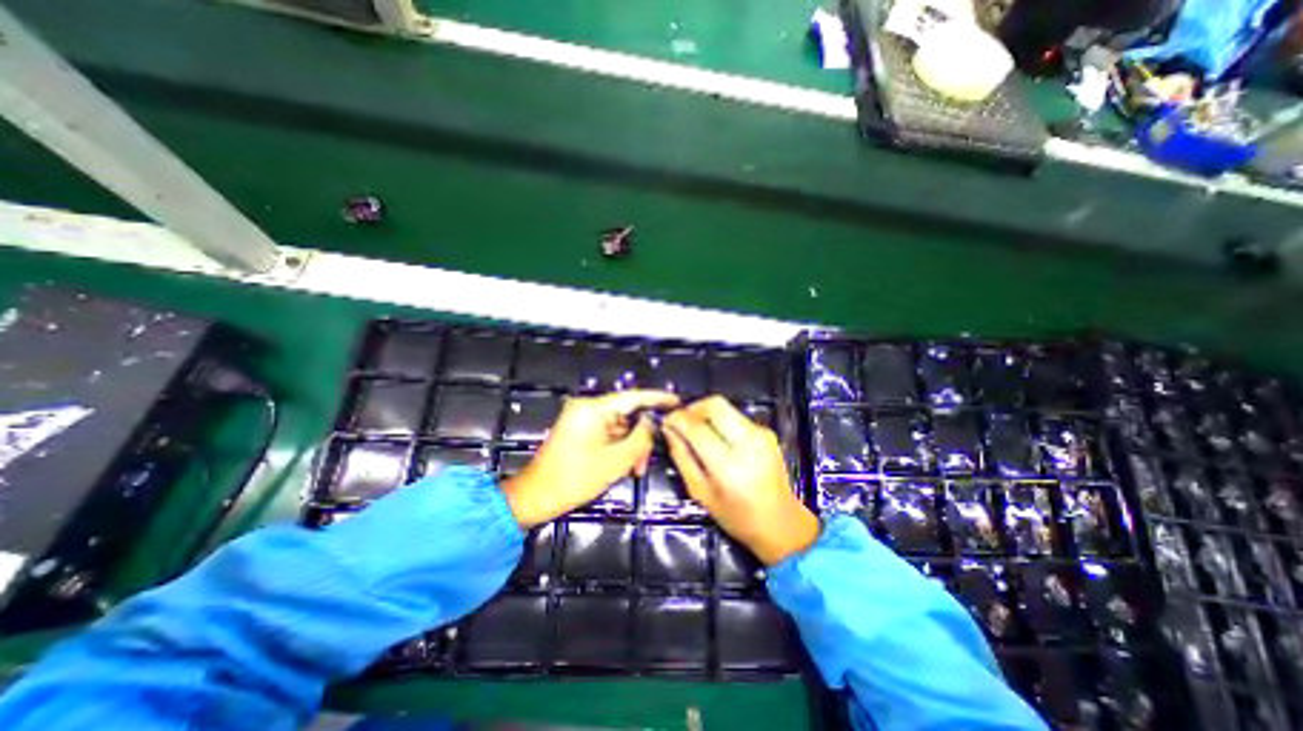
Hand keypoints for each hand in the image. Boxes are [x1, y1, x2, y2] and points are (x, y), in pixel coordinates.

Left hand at [499, 390, 675, 527]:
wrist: (535, 496)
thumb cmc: (575, 478)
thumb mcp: (616, 460)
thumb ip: (641, 437)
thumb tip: (652, 422)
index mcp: (593, 409)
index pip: (633, 397)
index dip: (657, 398)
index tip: (677, 401)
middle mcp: (587, 408)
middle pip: (626, 414)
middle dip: (640, 436)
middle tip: (647, 459)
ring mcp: (581, 419)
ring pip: (618, 427)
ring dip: (630, 446)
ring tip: (635, 469)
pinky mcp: (579, 431)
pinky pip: (607, 433)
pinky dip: (618, 447)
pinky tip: (625, 465)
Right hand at [666, 398, 816, 561]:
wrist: (781, 523)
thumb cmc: (737, 516)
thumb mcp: (700, 492)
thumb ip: (682, 458)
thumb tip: (669, 430)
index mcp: (729, 466)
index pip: (697, 427)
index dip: (677, 419)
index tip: (666, 421)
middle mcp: (748, 443)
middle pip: (714, 405)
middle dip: (692, 408)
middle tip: (681, 421)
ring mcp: (761, 435)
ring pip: (725, 407)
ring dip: (705, 414)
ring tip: (696, 430)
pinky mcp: (766, 432)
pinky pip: (735, 416)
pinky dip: (720, 421)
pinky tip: (716, 438)